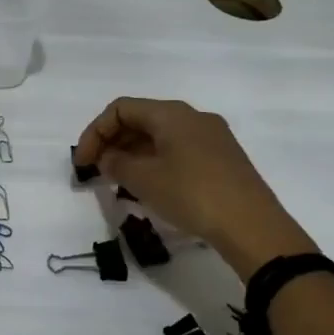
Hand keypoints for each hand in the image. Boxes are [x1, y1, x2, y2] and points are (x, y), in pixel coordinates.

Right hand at [73, 98, 316, 282]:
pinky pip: (177, 150)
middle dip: (112, 142)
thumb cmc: (191, 194)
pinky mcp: (221, 159)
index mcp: (172, 113)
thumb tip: (108, 158)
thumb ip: (117, 163)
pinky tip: (148, 187)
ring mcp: (211, 137)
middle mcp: (192, 117)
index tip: (82, 163)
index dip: (94, 133)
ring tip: (118, 182)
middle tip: (96, 171)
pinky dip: (154, 162)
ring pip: (159, 136)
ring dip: (132, 154)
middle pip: (141, 119)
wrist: (251, 225)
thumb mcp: (143, 179)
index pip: (120, 109)